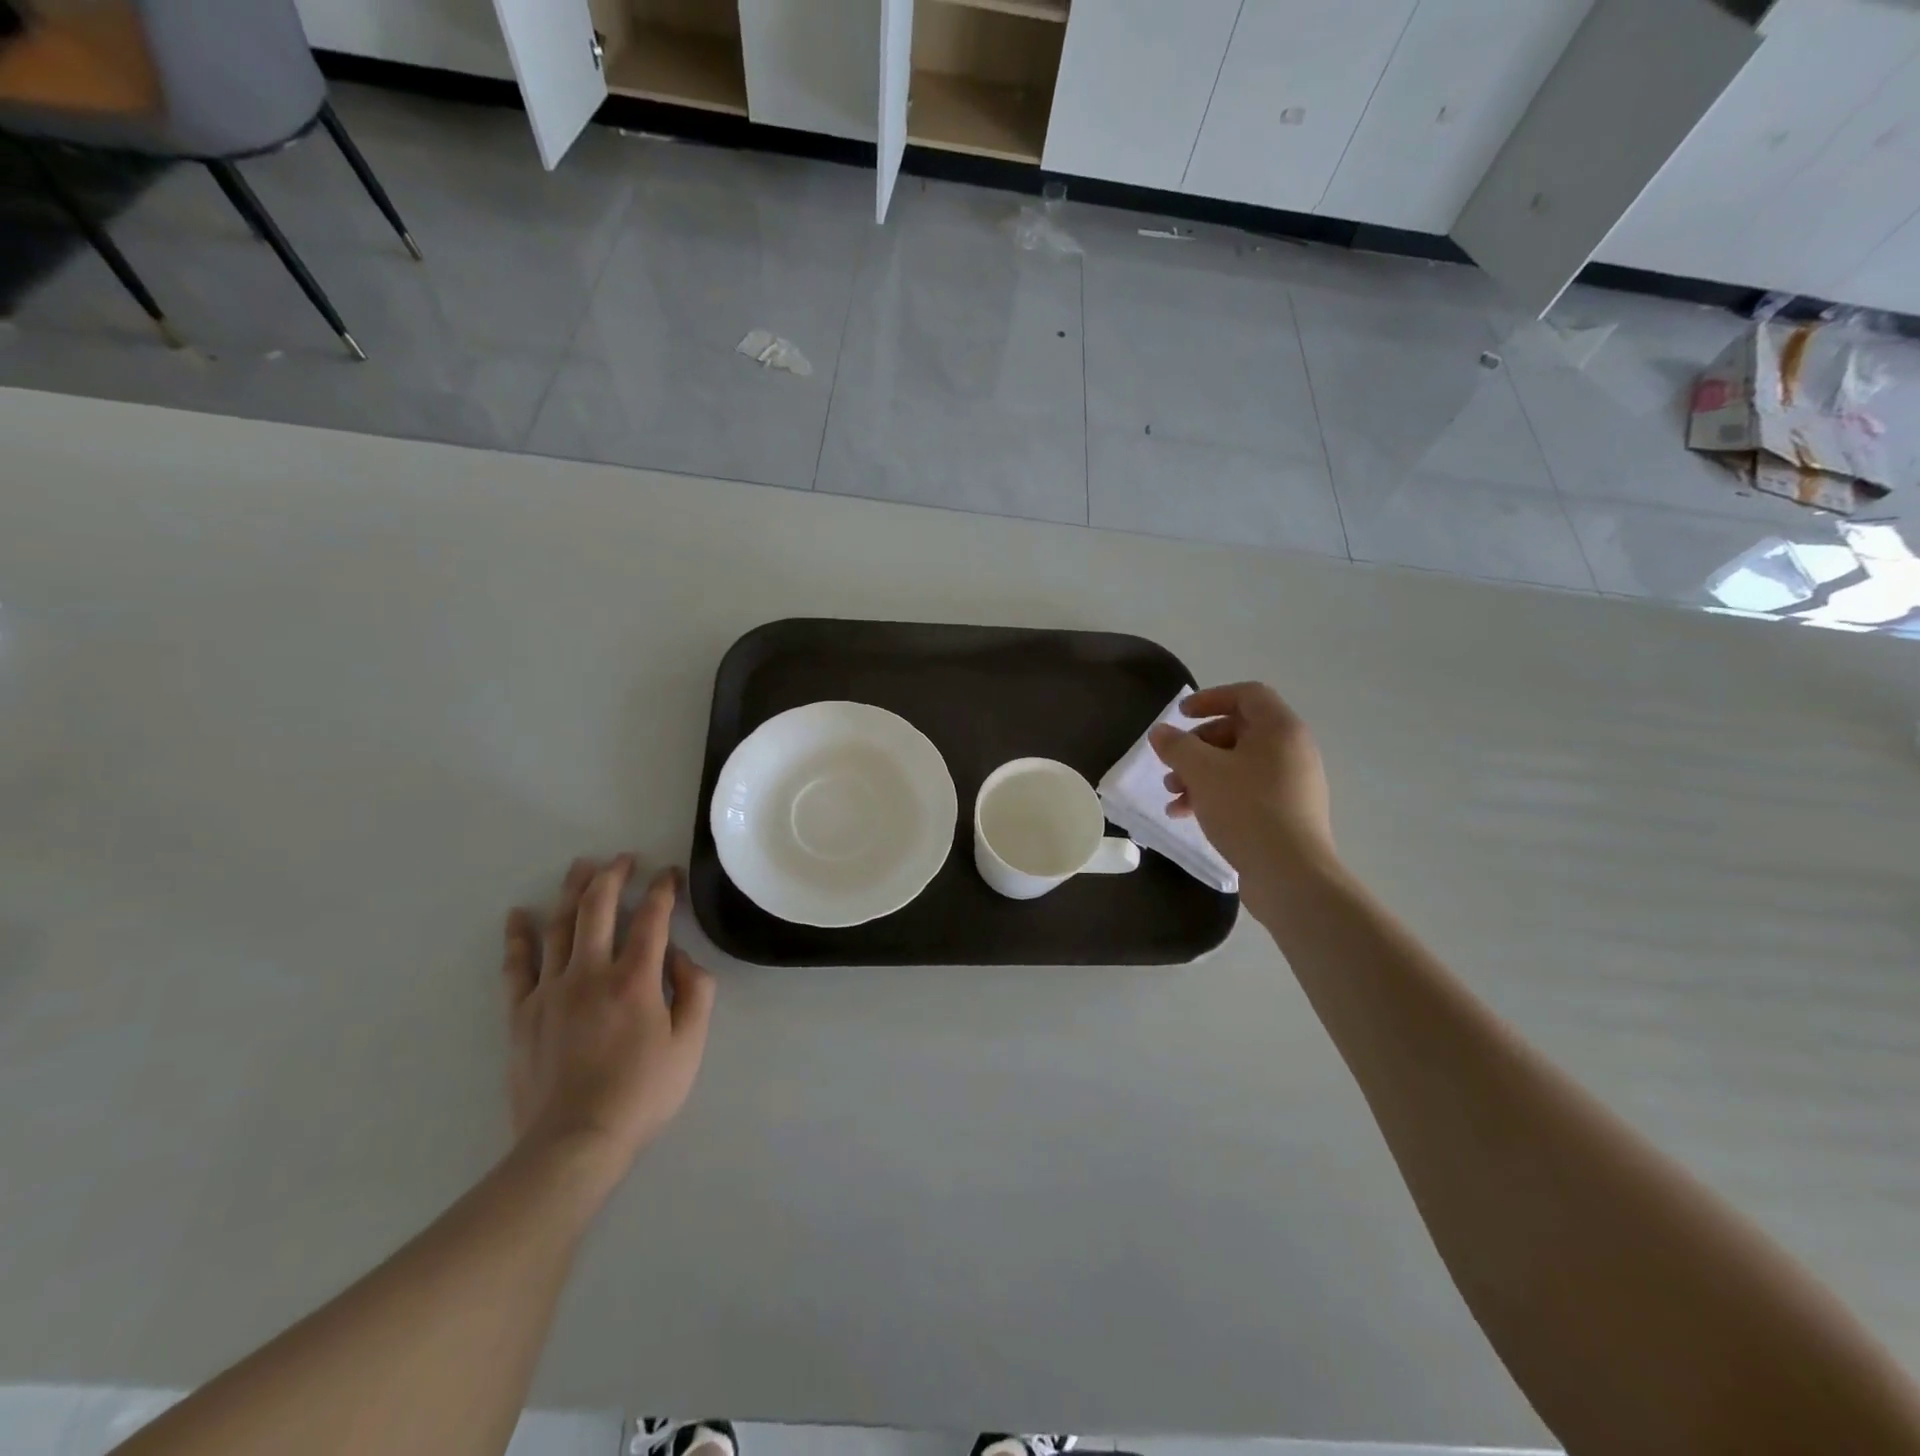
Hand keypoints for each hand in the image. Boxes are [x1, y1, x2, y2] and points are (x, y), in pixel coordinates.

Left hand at [502, 857, 715, 1182]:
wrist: (573, 1143)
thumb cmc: (642, 1093)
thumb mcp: (690, 1044)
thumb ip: (695, 992)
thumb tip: (680, 958)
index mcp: (635, 979)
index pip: (652, 918)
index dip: (663, 890)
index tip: (669, 874)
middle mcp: (590, 973)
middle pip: (598, 908)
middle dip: (613, 875)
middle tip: (623, 859)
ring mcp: (550, 990)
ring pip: (559, 926)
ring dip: (572, 891)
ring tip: (581, 867)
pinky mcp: (522, 1013)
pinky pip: (517, 965)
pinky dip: (518, 936)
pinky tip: (518, 914)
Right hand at [1149, 683, 1335, 875]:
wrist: (1291, 875)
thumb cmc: (1247, 810)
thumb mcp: (1202, 772)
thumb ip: (1176, 746)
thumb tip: (1161, 732)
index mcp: (1281, 730)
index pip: (1247, 694)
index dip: (1211, 698)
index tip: (1181, 716)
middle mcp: (1292, 751)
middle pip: (1239, 731)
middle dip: (1198, 746)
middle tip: (1172, 764)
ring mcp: (1293, 784)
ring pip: (1238, 764)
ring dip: (1201, 774)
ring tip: (1174, 795)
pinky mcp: (1287, 813)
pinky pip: (1247, 790)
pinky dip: (1217, 794)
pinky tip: (1188, 815)